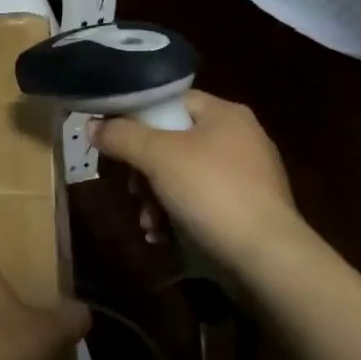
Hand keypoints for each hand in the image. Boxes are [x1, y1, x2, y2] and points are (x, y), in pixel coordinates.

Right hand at [93, 90, 314, 270]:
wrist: (268, 258)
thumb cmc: (211, 192)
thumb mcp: (157, 157)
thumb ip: (121, 136)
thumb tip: (92, 126)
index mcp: (225, 113)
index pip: (169, 101)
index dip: (136, 117)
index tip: (113, 142)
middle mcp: (240, 136)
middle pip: (173, 141)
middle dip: (144, 170)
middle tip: (131, 191)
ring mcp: (248, 174)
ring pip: (183, 174)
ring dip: (155, 198)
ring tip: (148, 223)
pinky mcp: (249, 208)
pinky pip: (202, 201)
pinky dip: (178, 215)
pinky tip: (164, 236)